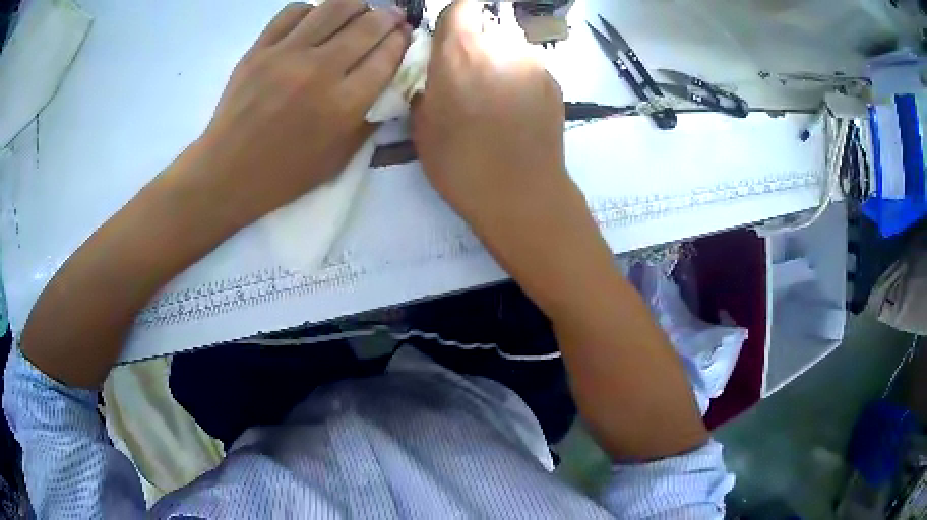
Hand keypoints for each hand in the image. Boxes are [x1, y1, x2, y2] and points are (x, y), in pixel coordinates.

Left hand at [194, 0, 409, 227]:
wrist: (228, 173)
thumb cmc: (285, 174)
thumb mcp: (339, 158)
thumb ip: (369, 118)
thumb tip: (389, 84)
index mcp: (344, 104)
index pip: (387, 55)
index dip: (402, 41)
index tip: (404, 36)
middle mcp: (320, 70)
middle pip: (368, 25)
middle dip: (389, 17)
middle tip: (392, 18)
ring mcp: (286, 54)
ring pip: (335, 7)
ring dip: (357, 6)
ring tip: (359, 13)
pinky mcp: (260, 48)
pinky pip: (294, 11)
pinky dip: (313, 11)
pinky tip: (315, 22)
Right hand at [412, 0, 565, 227]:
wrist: (522, 194)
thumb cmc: (461, 164)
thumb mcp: (422, 128)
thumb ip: (426, 90)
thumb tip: (434, 80)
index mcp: (460, 52)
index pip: (461, 6)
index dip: (455, 16)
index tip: (449, 34)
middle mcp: (501, 46)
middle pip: (488, 26)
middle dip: (476, 43)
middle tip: (469, 76)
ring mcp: (533, 63)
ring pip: (511, 47)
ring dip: (500, 61)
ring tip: (496, 99)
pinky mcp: (555, 83)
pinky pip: (531, 68)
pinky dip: (521, 79)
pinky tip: (518, 110)